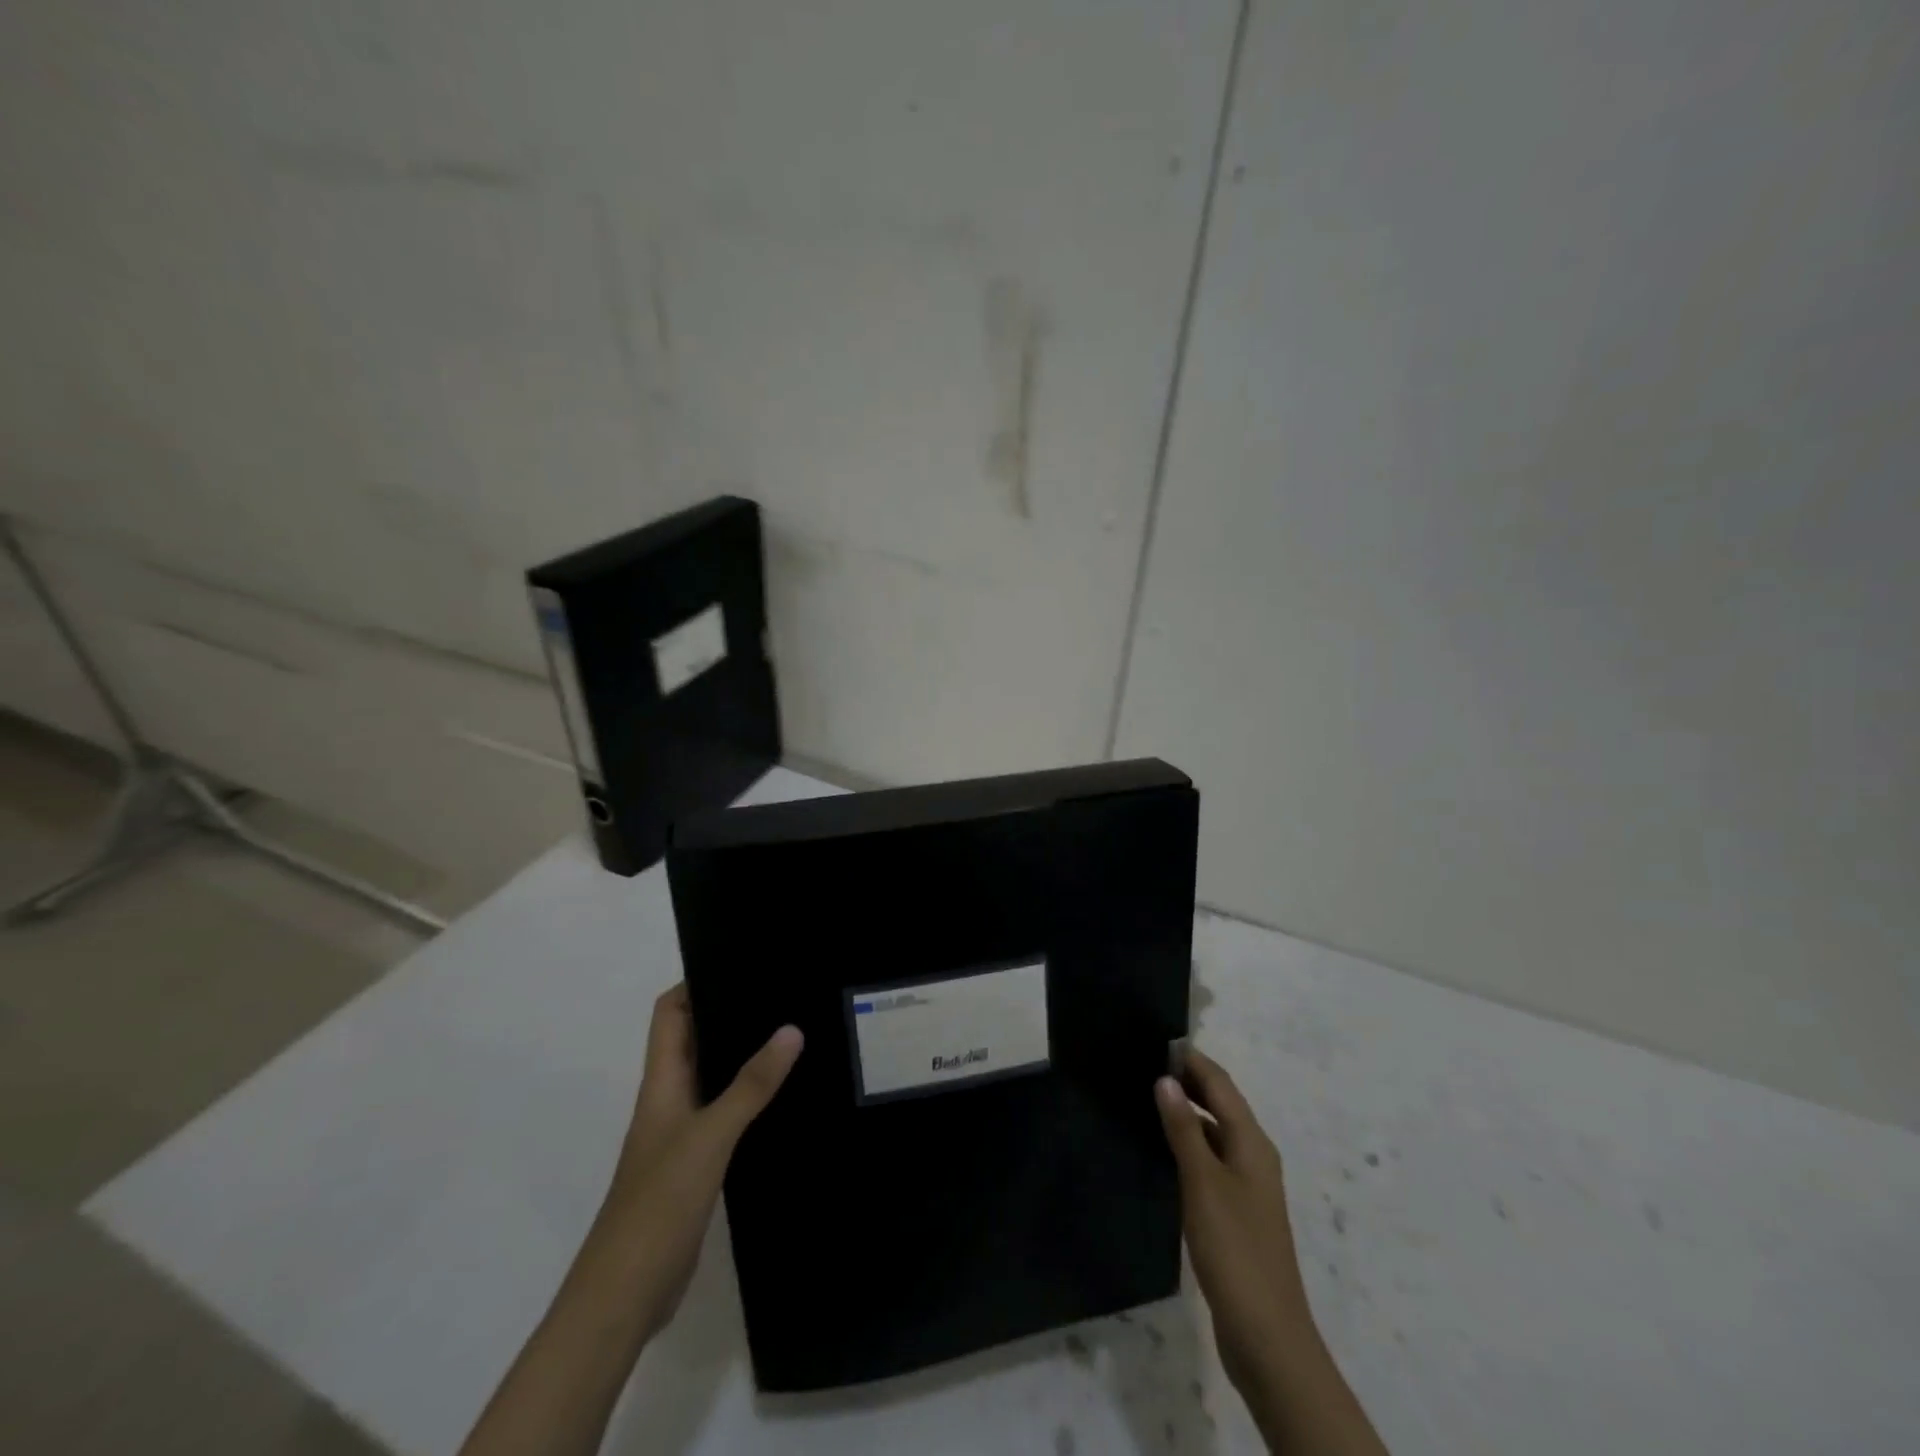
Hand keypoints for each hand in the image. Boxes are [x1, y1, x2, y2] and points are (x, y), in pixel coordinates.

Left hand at [458, 988, 800, 1455]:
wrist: (625, 1294)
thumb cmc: (657, 1204)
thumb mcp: (710, 1136)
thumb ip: (751, 1084)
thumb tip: (791, 1028)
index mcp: (662, 1083)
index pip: (670, 1013)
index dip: (696, 982)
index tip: (740, 959)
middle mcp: (670, 1099)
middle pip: (695, 1039)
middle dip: (731, 1012)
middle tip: (782, 990)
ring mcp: (682, 1133)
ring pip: (714, 1076)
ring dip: (744, 1055)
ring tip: (794, 1032)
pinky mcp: (697, 1163)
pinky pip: (726, 1113)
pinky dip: (750, 1098)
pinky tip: (785, 1098)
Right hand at [1155, 1050, 1309, 1390]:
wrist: (1266, 1336)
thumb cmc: (1235, 1250)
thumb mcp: (1203, 1183)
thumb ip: (1184, 1129)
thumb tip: (1166, 1079)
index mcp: (1252, 1142)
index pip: (1220, 1083)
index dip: (1190, 1060)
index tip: (1153, 1040)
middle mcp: (1253, 1155)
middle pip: (1220, 1104)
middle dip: (1187, 1081)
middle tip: (1140, 1064)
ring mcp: (1246, 1185)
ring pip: (1214, 1132)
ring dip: (1185, 1112)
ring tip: (1142, 1098)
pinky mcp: (1235, 1211)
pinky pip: (1209, 1159)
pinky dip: (1187, 1143)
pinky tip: (1159, 1149)